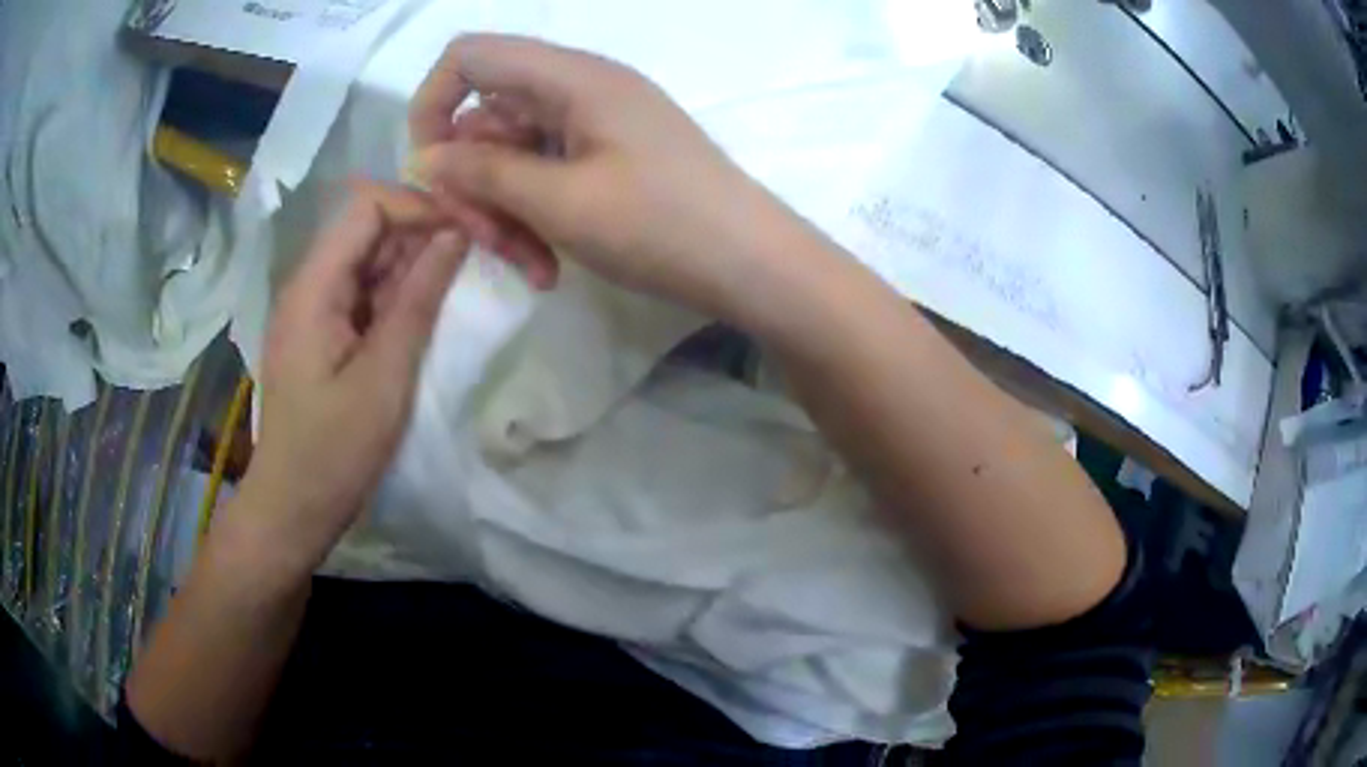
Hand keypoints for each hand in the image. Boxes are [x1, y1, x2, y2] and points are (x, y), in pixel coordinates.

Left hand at [239, 180, 468, 573]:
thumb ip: (418, 300)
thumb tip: (455, 236)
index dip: (417, 206)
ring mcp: (314, 311)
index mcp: (314, 287)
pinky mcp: (322, 336)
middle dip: (420, 235)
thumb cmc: (334, 452)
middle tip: (474, 259)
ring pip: (368, 263)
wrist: (293, 509)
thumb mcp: (384, 377)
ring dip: (412, 268)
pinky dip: (397, 298)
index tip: (465, 229)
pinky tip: (425, 316)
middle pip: (367, 230)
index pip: (366, 207)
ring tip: (458, 287)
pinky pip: (363, 296)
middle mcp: (309, 286)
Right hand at [409, 34, 799, 320]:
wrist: (752, 264)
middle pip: (486, 117)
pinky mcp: (606, 157)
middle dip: (474, 182)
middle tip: (487, 242)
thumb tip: (424, 159)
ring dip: (505, 211)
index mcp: (572, 77)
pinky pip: (545, 175)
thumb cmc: (661, 226)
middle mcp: (579, 89)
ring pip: (512, 155)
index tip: (428, 168)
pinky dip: (535, 216)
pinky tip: (549, 264)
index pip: (471, 56)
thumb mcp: (560, 202)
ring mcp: (594, 124)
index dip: (432, 103)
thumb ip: (483, 173)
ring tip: (532, 267)